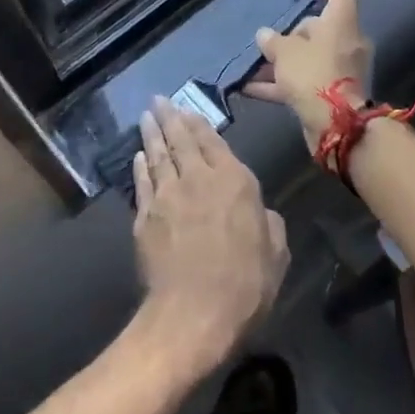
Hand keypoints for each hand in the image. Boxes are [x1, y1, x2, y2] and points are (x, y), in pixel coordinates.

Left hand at [132, 98, 289, 374]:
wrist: (193, 314)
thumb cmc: (245, 284)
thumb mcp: (276, 253)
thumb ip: (269, 223)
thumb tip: (260, 212)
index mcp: (234, 181)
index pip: (213, 140)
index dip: (198, 122)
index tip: (187, 108)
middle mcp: (198, 178)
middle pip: (181, 140)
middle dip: (170, 117)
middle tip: (158, 99)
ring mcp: (167, 195)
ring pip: (158, 155)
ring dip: (152, 133)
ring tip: (146, 116)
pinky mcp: (145, 217)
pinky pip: (142, 182)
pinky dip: (140, 166)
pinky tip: (138, 156)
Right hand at [243, 0, 373, 154]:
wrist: (338, 126)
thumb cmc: (314, 75)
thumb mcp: (285, 53)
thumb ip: (273, 41)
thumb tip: (265, 35)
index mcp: (342, 20)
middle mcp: (347, 40)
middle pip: (319, 25)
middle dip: (290, 35)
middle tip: (268, 47)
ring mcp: (342, 67)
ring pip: (310, 55)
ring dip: (282, 62)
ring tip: (253, 70)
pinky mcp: (335, 92)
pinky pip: (307, 79)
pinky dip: (283, 83)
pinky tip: (252, 90)